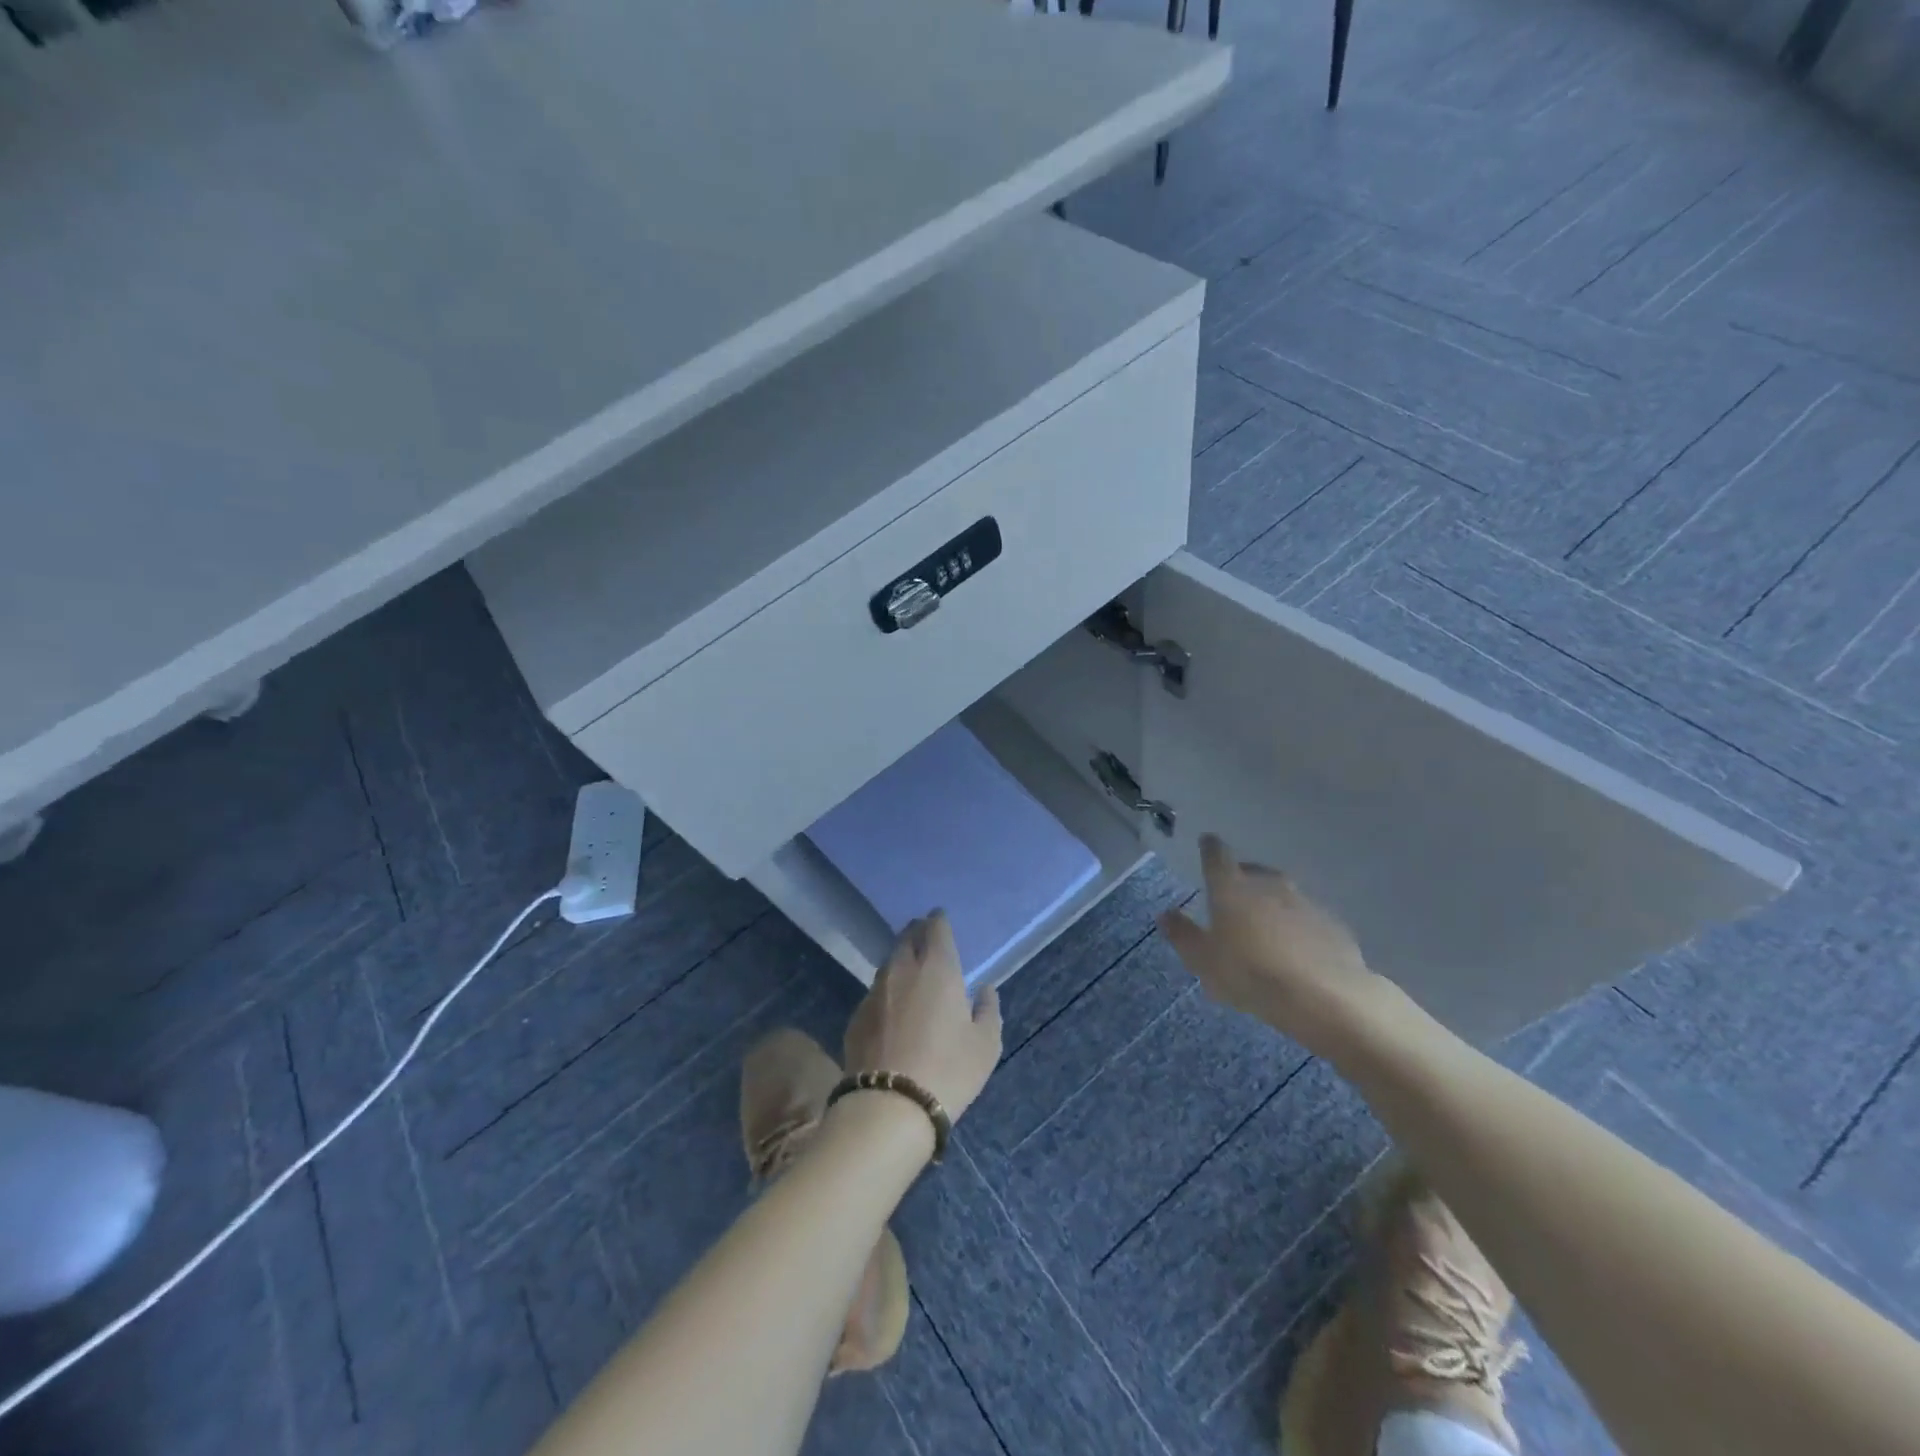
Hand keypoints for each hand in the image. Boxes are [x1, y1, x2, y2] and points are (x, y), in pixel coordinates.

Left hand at [843, 912, 1001, 1121]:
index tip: (939, 918)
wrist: (889, 1106)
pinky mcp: (856, 1017)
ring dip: (899, 959)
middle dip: (916, 932)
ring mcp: (875, 992)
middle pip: (906, 939)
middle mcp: (902, 970)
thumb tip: (985, 990)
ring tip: (908, 966)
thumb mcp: (985, 1044)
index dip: (938, 920)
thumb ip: (988, 1010)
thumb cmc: (948, 1070)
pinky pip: (875, 992)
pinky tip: (891, 1006)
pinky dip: (886, 990)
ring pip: (888, 964)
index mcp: (937, 968)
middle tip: (923, 934)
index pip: (936, 929)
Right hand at [1158, 834, 1385, 1056]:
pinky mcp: (1332, 924)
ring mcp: (1304, 902)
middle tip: (1233, 899)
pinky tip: (1297, 951)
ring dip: (1272, 905)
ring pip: (1282, 894)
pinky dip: (1298, 927)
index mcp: (1231, 887)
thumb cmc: (1250, 974)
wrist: (1325, 997)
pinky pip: (1307, 919)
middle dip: (1242, 879)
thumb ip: (1182, 934)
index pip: (1217, 855)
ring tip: (1265, 930)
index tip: (1207, 843)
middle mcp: (1268, 884)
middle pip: (1252, 871)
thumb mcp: (1203, 961)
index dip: (1210, 848)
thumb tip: (1165, 914)